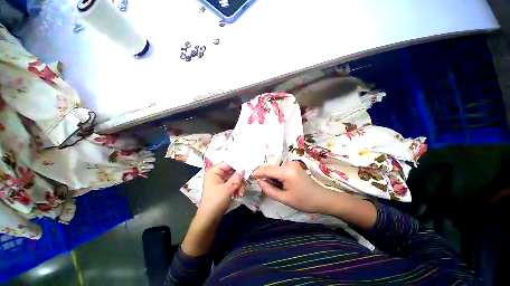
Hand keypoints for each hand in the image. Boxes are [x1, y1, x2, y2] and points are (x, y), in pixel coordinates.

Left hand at [199, 162, 244, 219]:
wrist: (210, 216)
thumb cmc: (216, 200)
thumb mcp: (227, 189)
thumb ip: (236, 178)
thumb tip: (243, 169)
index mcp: (213, 171)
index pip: (227, 163)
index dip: (237, 166)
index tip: (248, 168)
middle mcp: (216, 175)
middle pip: (232, 172)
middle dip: (239, 179)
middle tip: (244, 187)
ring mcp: (220, 182)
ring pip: (234, 179)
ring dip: (239, 185)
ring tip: (241, 193)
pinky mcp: (223, 189)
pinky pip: (233, 185)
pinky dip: (237, 189)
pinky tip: (239, 195)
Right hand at [251, 161, 335, 213]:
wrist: (322, 199)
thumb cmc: (304, 201)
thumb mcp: (284, 198)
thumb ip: (269, 190)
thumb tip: (260, 183)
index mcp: (286, 171)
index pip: (266, 170)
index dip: (256, 173)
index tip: (248, 178)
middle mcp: (289, 164)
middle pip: (271, 169)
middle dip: (266, 178)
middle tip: (266, 190)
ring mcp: (293, 165)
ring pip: (276, 170)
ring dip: (273, 179)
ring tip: (277, 191)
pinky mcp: (296, 168)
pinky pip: (282, 171)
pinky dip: (278, 178)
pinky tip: (282, 187)